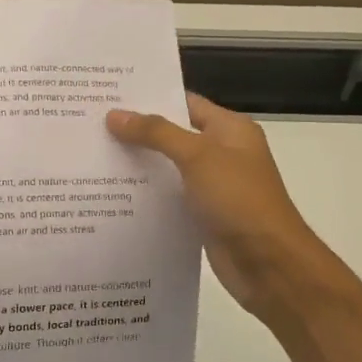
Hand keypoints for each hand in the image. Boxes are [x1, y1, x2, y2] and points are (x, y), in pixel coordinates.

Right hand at [107, 93, 332, 319]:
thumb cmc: (239, 199)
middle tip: (92, 126)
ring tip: (93, 156)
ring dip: (138, 164)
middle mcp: (222, 153)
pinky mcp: (202, 215)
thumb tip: (114, 115)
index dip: (149, 98)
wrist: (269, 264)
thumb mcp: (198, 156)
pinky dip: (146, 195)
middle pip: (173, 135)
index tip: (109, 97)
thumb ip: (156, 133)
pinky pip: (169, 197)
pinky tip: (112, 194)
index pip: (184, 103)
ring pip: (168, 167)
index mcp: (230, 130)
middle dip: (137, 132)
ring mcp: (213, 186)